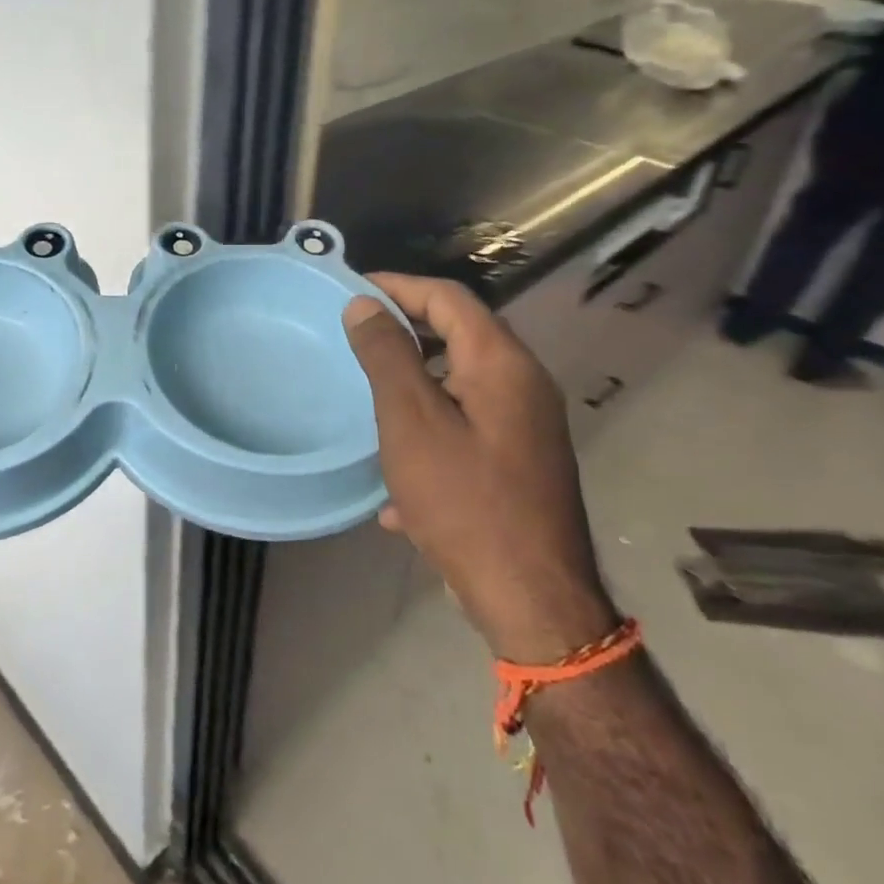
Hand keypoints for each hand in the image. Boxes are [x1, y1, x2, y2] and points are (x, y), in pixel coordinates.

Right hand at [342, 274, 615, 662]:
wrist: (531, 598)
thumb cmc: (464, 499)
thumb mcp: (411, 421)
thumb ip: (387, 355)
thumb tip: (365, 305)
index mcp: (501, 364)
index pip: (449, 297)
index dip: (399, 285)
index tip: (352, 290)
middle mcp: (523, 385)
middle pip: (460, 334)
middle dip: (406, 329)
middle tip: (355, 336)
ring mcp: (525, 426)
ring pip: (460, 381)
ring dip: (415, 379)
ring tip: (369, 393)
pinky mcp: (519, 461)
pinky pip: (466, 425)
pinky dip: (430, 427)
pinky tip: (399, 472)